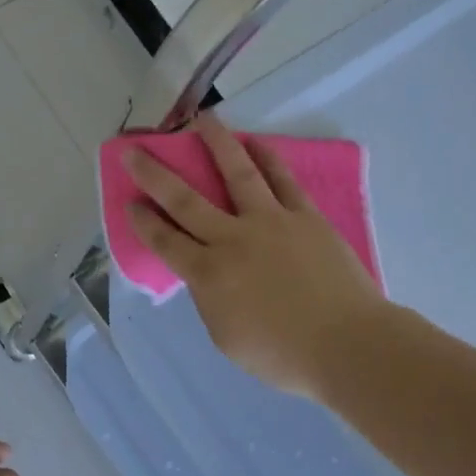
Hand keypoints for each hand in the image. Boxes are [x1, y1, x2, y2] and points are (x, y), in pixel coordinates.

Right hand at [127, 115, 388, 398]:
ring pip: (237, 173)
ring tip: (202, 120)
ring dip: (216, 144)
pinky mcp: (305, 216)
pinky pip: (282, 180)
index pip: (165, 241)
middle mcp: (232, 239)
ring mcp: (271, 222)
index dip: (143, 221)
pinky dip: (267, 158)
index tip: (129, 201)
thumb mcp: (227, 339)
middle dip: (155, 174)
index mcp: (209, 275)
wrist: (346, 344)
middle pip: (185, 200)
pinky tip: (255, 143)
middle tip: (135, 150)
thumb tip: (208, 277)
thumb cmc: (282, 355)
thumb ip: (210, 301)